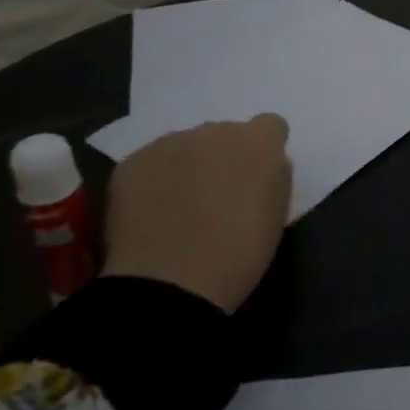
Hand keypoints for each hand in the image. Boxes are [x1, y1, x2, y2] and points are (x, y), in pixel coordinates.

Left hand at [101, 116, 292, 312]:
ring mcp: (170, 143)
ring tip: (179, 207)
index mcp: (259, 142)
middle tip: (216, 195)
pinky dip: (154, 181)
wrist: (169, 284)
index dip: (264, 150)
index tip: (257, 176)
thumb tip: (267, 167)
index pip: (270, 126)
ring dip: (188, 166)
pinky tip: (152, 214)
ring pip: (186, 146)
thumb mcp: (277, 215)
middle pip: (225, 134)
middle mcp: (216, 131)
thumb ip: (275, 178)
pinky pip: (151, 163)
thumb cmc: (239, 254)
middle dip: (223, 157)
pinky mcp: (132, 162)